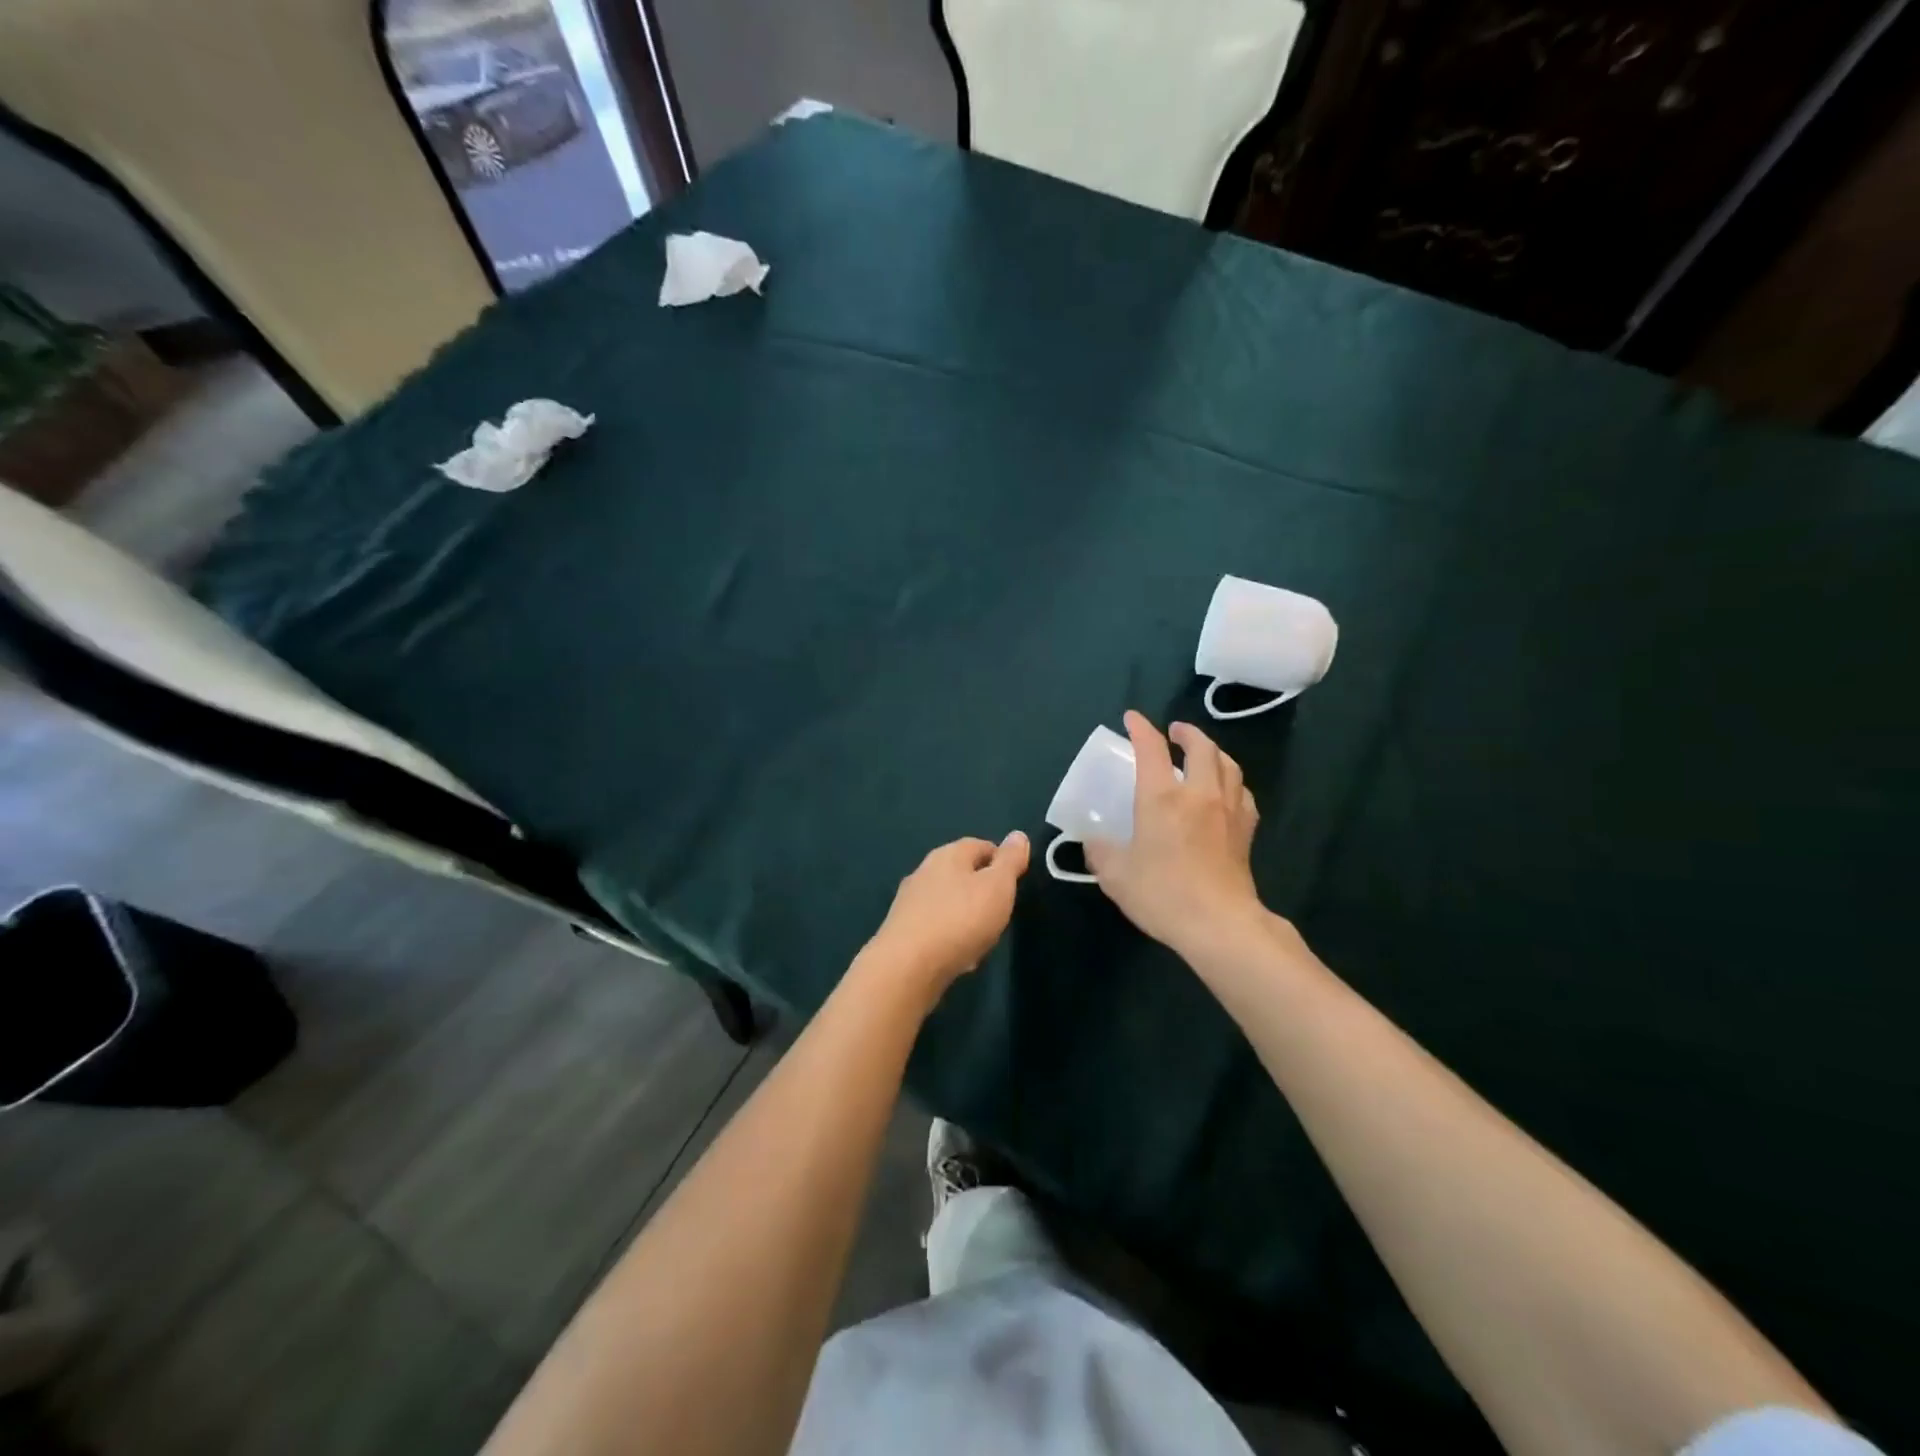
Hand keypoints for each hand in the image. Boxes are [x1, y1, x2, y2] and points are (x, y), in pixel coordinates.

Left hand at [863, 832, 1030, 994]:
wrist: (908, 966)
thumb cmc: (961, 919)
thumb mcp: (998, 887)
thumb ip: (1010, 862)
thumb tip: (1018, 835)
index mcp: (949, 855)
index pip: (981, 845)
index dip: (1001, 860)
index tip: (1016, 881)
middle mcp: (925, 871)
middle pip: (961, 873)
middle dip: (982, 890)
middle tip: (1002, 911)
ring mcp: (910, 901)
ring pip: (948, 901)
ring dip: (966, 915)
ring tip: (984, 937)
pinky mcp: (902, 930)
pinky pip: (935, 927)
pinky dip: (950, 936)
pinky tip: (960, 956)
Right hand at [1086, 712, 1267, 962]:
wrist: (1219, 924)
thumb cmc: (1162, 893)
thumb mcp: (1115, 875)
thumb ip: (1100, 852)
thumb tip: (1093, 842)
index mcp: (1162, 797)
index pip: (1151, 748)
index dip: (1141, 728)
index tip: (1132, 718)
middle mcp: (1198, 794)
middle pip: (1201, 747)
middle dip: (1188, 733)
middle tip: (1175, 732)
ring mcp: (1228, 810)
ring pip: (1228, 765)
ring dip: (1214, 752)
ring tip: (1203, 754)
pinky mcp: (1246, 831)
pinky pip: (1243, 792)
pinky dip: (1232, 782)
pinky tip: (1226, 792)